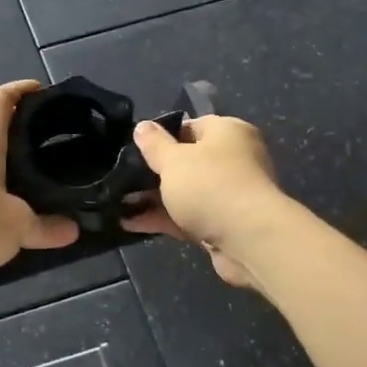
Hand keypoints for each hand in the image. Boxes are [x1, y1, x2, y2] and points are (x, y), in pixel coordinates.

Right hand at [122, 115, 287, 287]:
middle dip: (154, 172)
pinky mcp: (223, 225)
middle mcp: (233, 159)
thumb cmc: (210, 185)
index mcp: (227, 132)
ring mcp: (229, 194)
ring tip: (118, 203)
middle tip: (122, 178)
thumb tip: (142, 126)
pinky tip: (130, 223)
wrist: (249, 240)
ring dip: (154, 198)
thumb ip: (154, 144)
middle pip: (187, 161)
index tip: (136, 149)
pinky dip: (162, 219)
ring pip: (185, 192)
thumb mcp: (174, 160)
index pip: (190, 126)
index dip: (161, 136)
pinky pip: (187, 217)